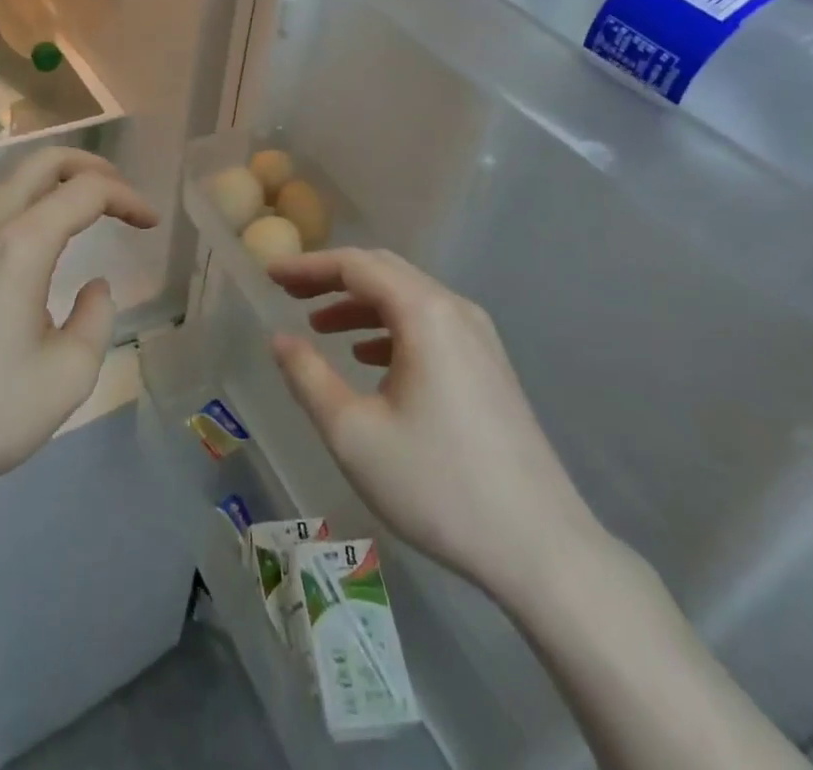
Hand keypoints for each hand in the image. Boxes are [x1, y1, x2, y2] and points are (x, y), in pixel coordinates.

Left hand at [0, 147, 156, 512]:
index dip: (126, 197)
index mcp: (19, 245)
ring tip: (76, 212)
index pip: (85, 191)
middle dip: (88, 166)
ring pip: (5, 183)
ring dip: (49, 184)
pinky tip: (23, 253)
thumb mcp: (65, 378)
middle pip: (40, 161)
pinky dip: (18, 209)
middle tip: (117, 193)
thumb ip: (96, 320)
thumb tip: (94, 287)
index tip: (149, 222)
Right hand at [268, 248, 603, 602]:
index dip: (308, 266)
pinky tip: (368, 358)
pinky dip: (390, 328)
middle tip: (289, 292)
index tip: (270, 274)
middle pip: (384, 272)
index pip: (356, 265)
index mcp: (424, 313)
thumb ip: (308, 377)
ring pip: (408, 298)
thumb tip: (280, 339)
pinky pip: (430, 324)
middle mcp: (455, 309)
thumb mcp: (354, 434)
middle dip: (332, 278)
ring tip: (319, 325)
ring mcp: (479, 337)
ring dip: (360, 304)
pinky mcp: (489, 365)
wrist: (542, 547)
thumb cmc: (439, 485)